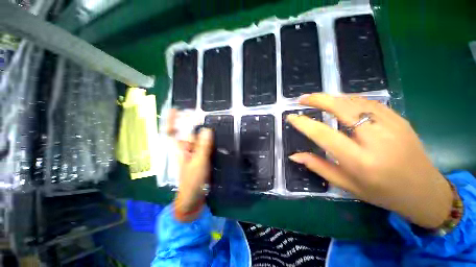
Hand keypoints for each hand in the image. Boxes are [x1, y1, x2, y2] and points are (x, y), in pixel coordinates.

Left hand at [166, 109, 212, 221]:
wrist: (194, 196)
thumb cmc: (192, 180)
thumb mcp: (198, 162)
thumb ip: (203, 146)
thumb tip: (207, 129)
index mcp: (179, 149)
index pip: (171, 132)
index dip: (171, 120)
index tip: (175, 109)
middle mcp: (185, 148)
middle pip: (187, 132)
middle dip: (193, 122)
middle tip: (203, 113)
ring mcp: (193, 152)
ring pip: (197, 138)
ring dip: (202, 131)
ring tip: (211, 122)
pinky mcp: (201, 156)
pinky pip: (204, 144)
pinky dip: (208, 139)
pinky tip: (215, 136)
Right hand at [287, 94, 451, 228]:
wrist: (424, 192)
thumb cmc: (381, 193)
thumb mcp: (346, 185)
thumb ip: (318, 166)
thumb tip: (294, 155)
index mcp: (360, 161)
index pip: (323, 135)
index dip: (303, 123)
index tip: (290, 117)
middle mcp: (377, 140)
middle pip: (342, 108)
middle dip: (318, 100)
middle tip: (302, 99)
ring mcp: (392, 125)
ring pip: (355, 101)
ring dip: (332, 98)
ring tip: (318, 100)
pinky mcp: (399, 119)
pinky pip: (369, 102)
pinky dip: (349, 99)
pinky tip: (340, 103)